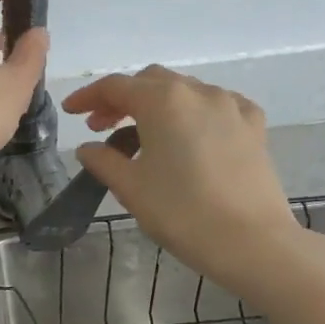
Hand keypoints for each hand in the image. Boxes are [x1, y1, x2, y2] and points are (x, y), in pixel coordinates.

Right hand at [63, 65, 300, 285]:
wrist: (251, 241)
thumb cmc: (181, 212)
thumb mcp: (130, 187)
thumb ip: (103, 160)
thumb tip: (88, 148)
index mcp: (163, 100)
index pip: (115, 86)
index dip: (88, 97)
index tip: (70, 112)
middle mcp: (198, 92)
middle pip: (150, 82)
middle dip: (122, 99)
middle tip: (101, 127)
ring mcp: (231, 106)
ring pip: (184, 91)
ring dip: (157, 106)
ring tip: (142, 137)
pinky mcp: (254, 126)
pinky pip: (217, 106)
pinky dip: (194, 113)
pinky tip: (190, 134)